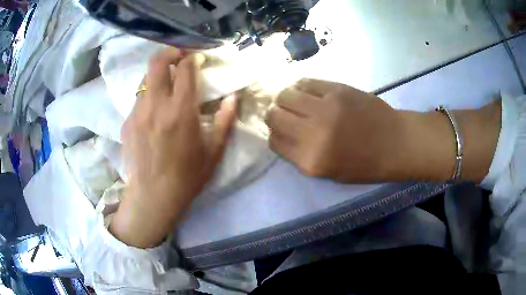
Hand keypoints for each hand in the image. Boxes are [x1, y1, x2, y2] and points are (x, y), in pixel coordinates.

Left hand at [110, 48, 237, 247]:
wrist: (152, 198)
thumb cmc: (186, 177)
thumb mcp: (213, 152)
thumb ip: (225, 120)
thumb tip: (234, 97)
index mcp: (180, 111)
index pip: (185, 68)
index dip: (193, 57)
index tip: (198, 58)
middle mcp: (156, 105)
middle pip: (157, 62)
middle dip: (170, 51)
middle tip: (179, 57)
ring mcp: (137, 113)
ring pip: (145, 78)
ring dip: (158, 75)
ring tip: (167, 86)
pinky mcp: (126, 123)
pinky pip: (138, 99)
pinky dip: (148, 96)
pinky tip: (154, 113)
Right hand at [266, 79, 403, 182]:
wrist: (396, 143)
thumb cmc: (365, 165)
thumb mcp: (329, 173)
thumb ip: (302, 156)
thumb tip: (283, 133)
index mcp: (311, 160)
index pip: (274, 142)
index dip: (274, 135)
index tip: (281, 131)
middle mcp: (313, 133)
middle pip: (274, 116)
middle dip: (274, 115)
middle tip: (284, 114)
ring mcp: (325, 108)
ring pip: (285, 95)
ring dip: (285, 99)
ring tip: (295, 101)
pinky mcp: (337, 89)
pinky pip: (306, 82)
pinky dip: (300, 87)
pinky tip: (307, 91)